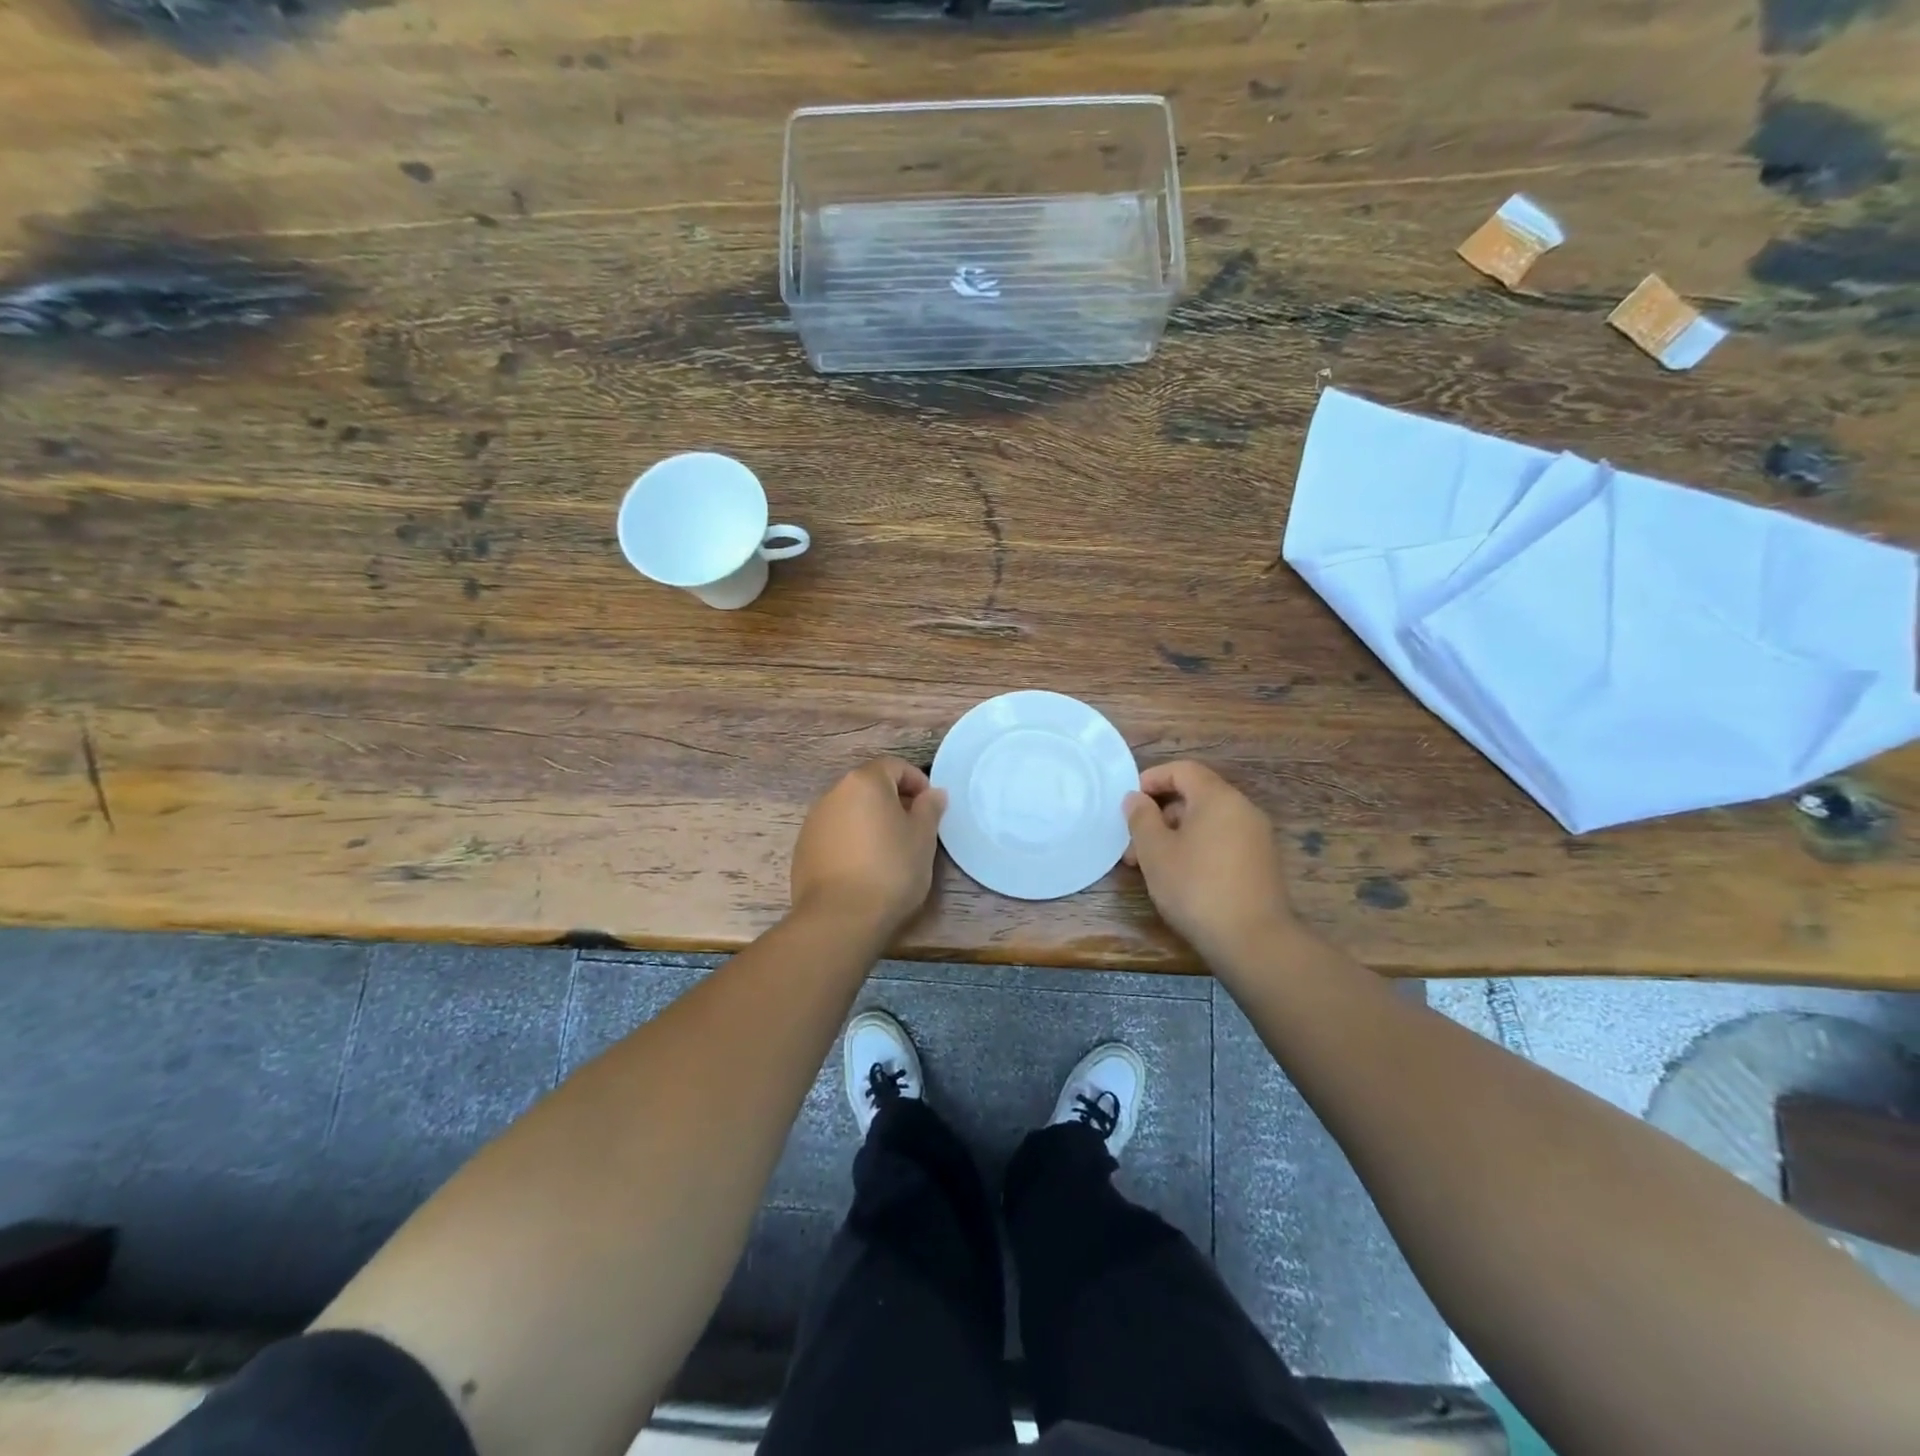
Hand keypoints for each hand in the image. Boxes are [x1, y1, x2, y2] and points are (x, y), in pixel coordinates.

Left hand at [791, 757, 947, 936]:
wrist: (840, 917)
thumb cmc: (891, 870)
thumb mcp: (923, 838)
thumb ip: (929, 808)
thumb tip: (933, 793)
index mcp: (864, 782)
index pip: (894, 766)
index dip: (917, 782)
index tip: (930, 808)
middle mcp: (834, 793)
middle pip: (870, 786)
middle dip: (893, 801)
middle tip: (914, 829)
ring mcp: (814, 821)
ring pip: (850, 811)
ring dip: (871, 821)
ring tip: (889, 851)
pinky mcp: (803, 848)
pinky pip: (835, 834)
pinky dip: (852, 841)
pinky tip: (863, 868)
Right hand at [1124, 761, 1297, 967]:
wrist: (1253, 940)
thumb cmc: (1196, 887)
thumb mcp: (1155, 852)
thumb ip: (1141, 818)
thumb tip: (1136, 798)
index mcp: (1218, 798)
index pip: (1183, 770)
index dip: (1152, 779)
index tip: (1130, 803)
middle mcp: (1243, 810)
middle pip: (1195, 796)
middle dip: (1159, 815)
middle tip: (1134, 846)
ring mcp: (1256, 838)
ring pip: (1207, 822)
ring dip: (1175, 836)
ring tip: (1151, 867)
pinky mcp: (1261, 864)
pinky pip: (1222, 842)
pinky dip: (1196, 849)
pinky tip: (1180, 878)